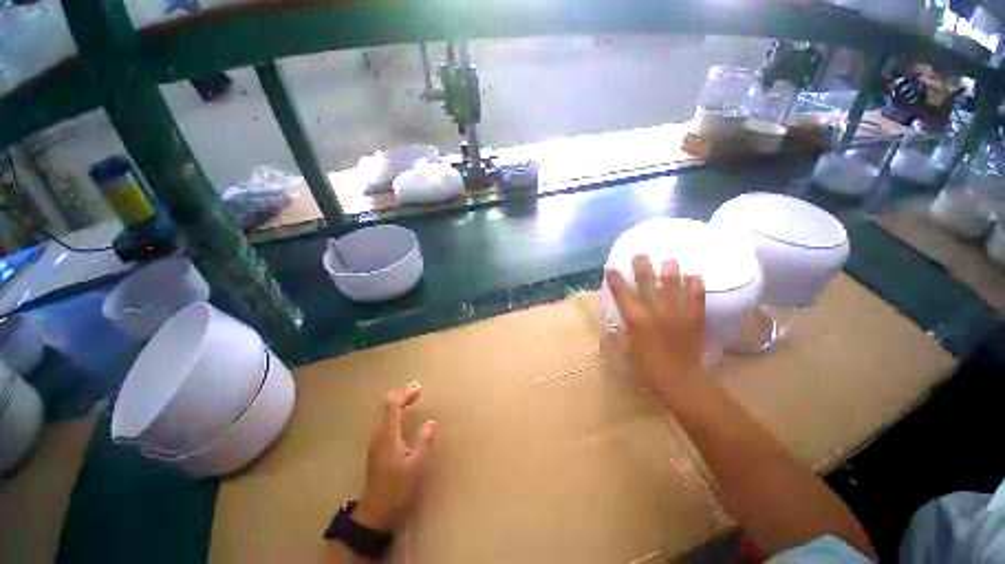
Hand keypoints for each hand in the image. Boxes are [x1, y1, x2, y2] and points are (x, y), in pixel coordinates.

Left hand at [354, 382, 436, 531]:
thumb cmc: (397, 489)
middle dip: (400, 394)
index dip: (405, 393)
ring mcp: (376, 442)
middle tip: (417, 388)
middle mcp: (378, 435)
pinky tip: (403, 415)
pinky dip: (395, 411)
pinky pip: (385, 421)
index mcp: (387, 436)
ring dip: (397, 402)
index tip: (419, 388)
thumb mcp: (416, 467)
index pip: (392, 406)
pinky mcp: (377, 448)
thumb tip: (431, 423)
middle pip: (386, 406)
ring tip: (412, 397)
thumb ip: (424, 442)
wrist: (376, 513)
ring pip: (384, 413)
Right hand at [605, 256, 707, 399]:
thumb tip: (609, 328)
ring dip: (670, 270)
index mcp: (635, 318)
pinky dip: (695, 284)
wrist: (680, 380)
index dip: (615, 279)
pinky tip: (692, 277)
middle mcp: (655, 310)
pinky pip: (697, 295)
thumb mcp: (625, 351)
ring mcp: (677, 312)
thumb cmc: (647, 366)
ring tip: (668, 261)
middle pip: (647, 281)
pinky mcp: (694, 317)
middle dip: (642, 265)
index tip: (611, 268)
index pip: (622, 292)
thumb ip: (615, 337)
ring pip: (674, 284)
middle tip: (640, 255)